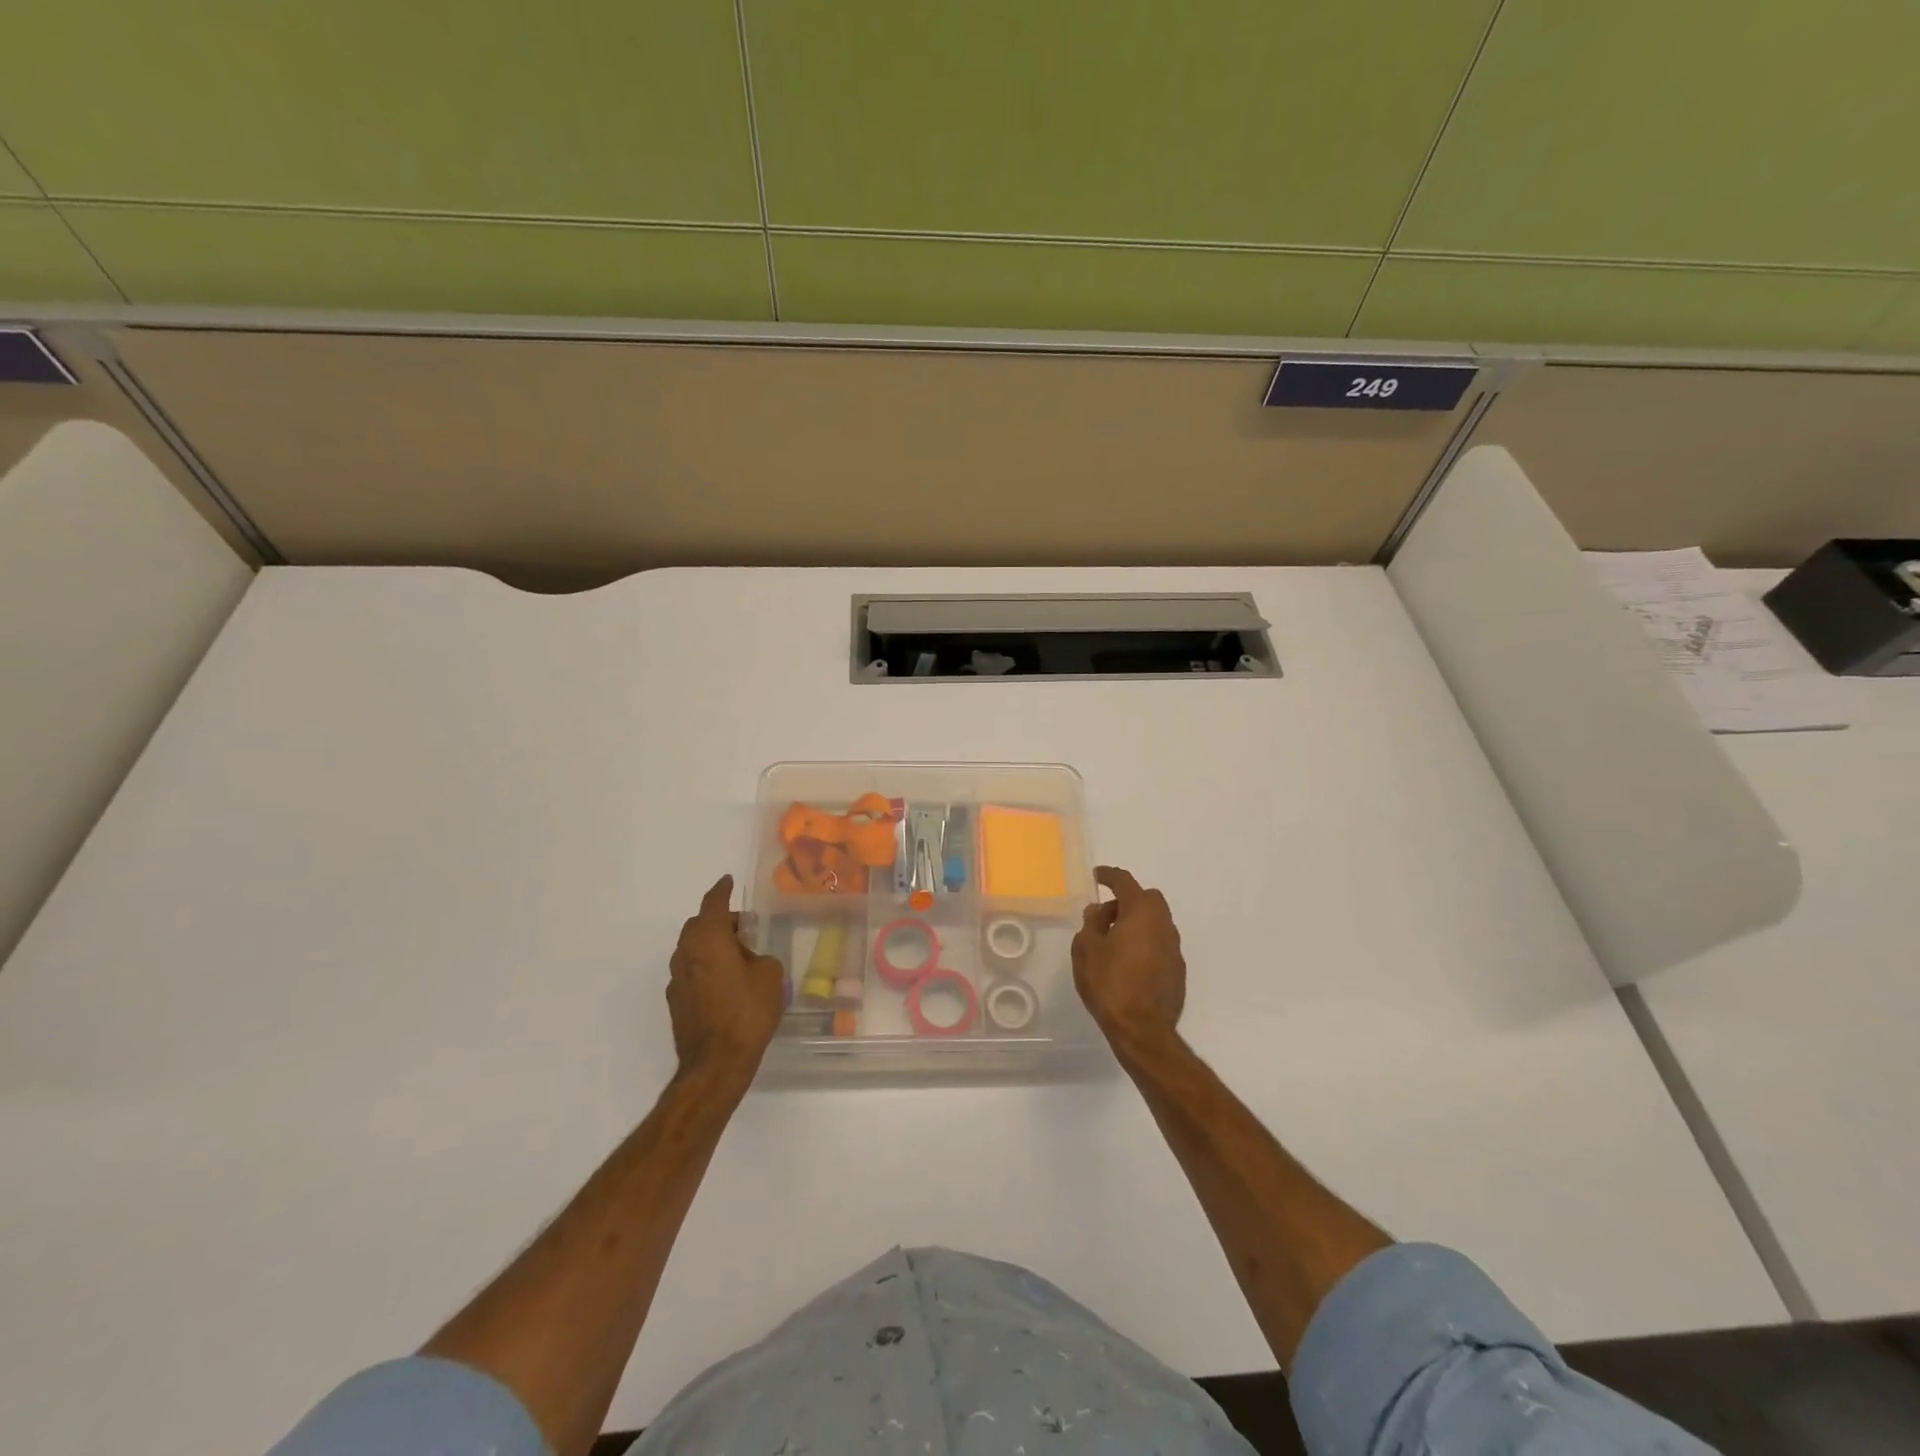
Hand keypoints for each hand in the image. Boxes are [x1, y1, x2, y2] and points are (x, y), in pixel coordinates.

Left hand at [668, 876, 784, 1083]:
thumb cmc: (747, 1012)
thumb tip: (750, 960)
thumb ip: (760, 957)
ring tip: (737, 955)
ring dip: (711, 944)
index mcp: (709, 939)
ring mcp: (677, 979)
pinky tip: (725, 981)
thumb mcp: (770, 975)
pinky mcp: (676, 1002)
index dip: (722, 890)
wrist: (716, 1063)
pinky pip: (691, 971)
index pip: (713, 903)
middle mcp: (687, 953)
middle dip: (718, 920)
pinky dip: (706, 966)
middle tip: (742, 926)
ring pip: (692, 949)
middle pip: (698, 925)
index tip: (728, 881)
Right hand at [1071, 866, 1185, 1055]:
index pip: (1125, 882)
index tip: (1097, 876)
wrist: (1142, 1030)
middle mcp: (1163, 924)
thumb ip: (1091, 923)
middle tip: (1104, 916)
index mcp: (1140, 912)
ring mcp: (1174, 948)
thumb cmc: (1109, 983)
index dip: (1108, 876)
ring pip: (1155, 922)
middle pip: (1147, 899)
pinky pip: (1159, 945)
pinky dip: (1144, 944)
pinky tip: (1128, 964)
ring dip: (1136, 924)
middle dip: (1126, 900)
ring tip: (1112, 942)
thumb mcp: (1086, 949)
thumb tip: (1098, 911)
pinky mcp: (1177, 970)